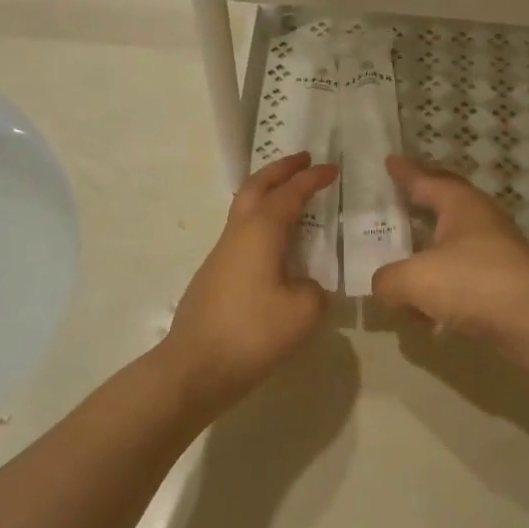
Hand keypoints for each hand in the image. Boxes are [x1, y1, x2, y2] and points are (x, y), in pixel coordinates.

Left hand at [160, 151, 337, 409]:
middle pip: (256, 187)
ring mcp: (221, 254)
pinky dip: (261, 223)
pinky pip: (241, 234)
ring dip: (267, 194)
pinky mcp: (214, 276)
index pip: (290, 194)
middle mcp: (238, 234)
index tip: (333, 168)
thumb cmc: (253, 332)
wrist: (195, 367)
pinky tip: (274, 245)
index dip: (312, 179)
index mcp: (260, 231)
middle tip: (303, 160)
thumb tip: (304, 284)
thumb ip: (314, 289)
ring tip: (290, 197)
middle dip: (280, 170)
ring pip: (244, 209)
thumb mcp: (303, 311)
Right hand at [371, 156, 528, 346]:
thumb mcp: (413, 280)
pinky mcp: (504, 277)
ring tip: (408, 251)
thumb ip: (387, 280)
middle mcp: (481, 218)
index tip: (390, 160)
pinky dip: (443, 278)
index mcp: (459, 204)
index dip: (404, 172)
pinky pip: (463, 269)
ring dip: (431, 243)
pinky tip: (428, 306)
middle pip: (446, 200)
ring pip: (455, 237)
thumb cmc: (471, 284)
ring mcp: (497, 247)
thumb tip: (383, 286)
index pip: (425, 180)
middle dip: (423, 197)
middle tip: (402, 192)